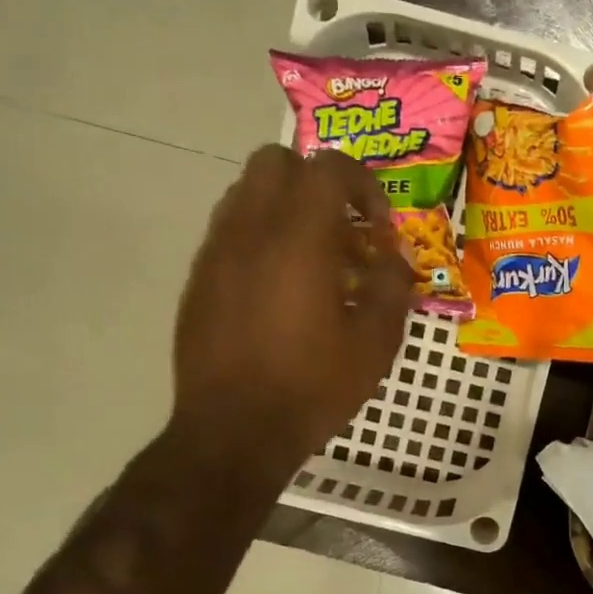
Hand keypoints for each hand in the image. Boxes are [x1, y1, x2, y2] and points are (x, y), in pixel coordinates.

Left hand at [170, 145, 411, 477]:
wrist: (234, 431)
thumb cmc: (313, 386)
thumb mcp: (375, 342)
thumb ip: (392, 286)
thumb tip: (393, 258)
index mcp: (298, 238)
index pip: (329, 167)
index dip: (364, 185)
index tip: (380, 228)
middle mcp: (250, 229)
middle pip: (277, 162)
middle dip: (317, 183)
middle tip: (344, 229)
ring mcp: (216, 251)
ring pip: (247, 193)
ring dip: (286, 209)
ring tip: (314, 260)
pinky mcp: (199, 278)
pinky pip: (230, 232)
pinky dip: (261, 238)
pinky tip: (281, 289)